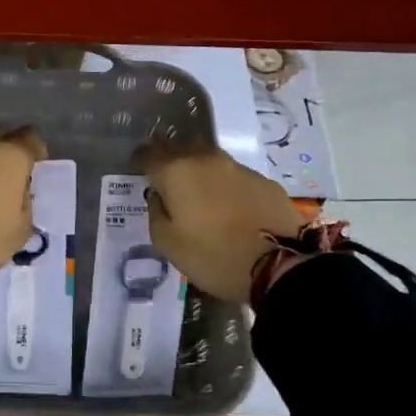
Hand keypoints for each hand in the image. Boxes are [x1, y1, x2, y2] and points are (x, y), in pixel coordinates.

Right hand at [135, 145, 307, 300]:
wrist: (278, 266)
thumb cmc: (212, 256)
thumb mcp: (167, 244)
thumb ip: (156, 213)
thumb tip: (159, 196)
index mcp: (177, 172)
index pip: (149, 153)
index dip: (139, 160)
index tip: (136, 169)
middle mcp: (206, 159)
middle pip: (181, 149)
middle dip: (169, 160)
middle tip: (165, 180)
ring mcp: (239, 168)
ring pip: (209, 161)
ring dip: (199, 172)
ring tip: (197, 193)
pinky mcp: (264, 181)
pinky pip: (234, 177)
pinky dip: (224, 186)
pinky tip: (227, 206)